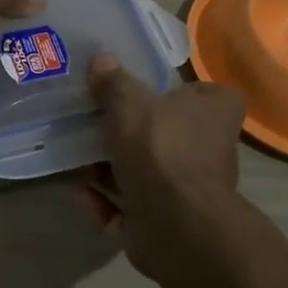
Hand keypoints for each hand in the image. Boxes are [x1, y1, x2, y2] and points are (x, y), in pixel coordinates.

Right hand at [79, 54, 249, 281]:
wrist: (175, 225)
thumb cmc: (160, 148)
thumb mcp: (129, 103)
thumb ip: (114, 82)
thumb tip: (102, 62)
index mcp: (215, 113)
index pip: (205, 93)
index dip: (178, 89)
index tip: (145, 87)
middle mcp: (208, 150)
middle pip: (165, 132)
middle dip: (128, 132)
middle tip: (92, 119)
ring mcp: (188, 190)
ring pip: (144, 171)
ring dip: (109, 168)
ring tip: (73, 156)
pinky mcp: (167, 222)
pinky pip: (130, 206)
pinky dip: (105, 201)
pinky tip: (78, 192)